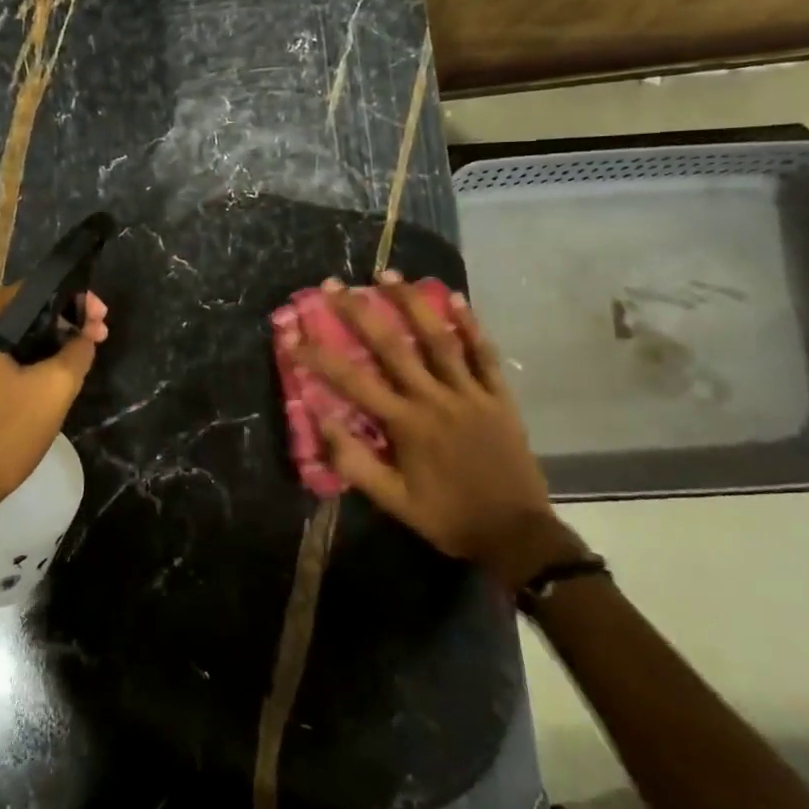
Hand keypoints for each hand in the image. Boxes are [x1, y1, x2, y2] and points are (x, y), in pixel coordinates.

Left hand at [0, 286, 109, 519]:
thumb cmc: (3, 433)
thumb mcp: (54, 388)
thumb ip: (78, 350)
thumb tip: (87, 333)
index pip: (31, 291)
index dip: (73, 300)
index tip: (101, 318)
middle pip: (21, 313)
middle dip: (63, 322)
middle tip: (98, 337)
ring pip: (12, 337)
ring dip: (47, 342)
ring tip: (82, 354)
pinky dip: (27, 360)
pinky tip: (52, 373)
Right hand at [287, 273, 579, 589]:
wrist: (516, 534)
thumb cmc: (448, 517)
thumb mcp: (394, 501)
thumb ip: (355, 463)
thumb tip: (321, 421)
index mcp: (406, 423)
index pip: (352, 381)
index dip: (318, 355)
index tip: (292, 334)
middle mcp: (434, 398)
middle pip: (392, 345)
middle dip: (359, 311)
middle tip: (334, 284)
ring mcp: (470, 393)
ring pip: (438, 338)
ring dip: (411, 303)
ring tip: (388, 274)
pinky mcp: (498, 396)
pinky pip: (484, 354)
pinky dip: (471, 325)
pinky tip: (456, 298)